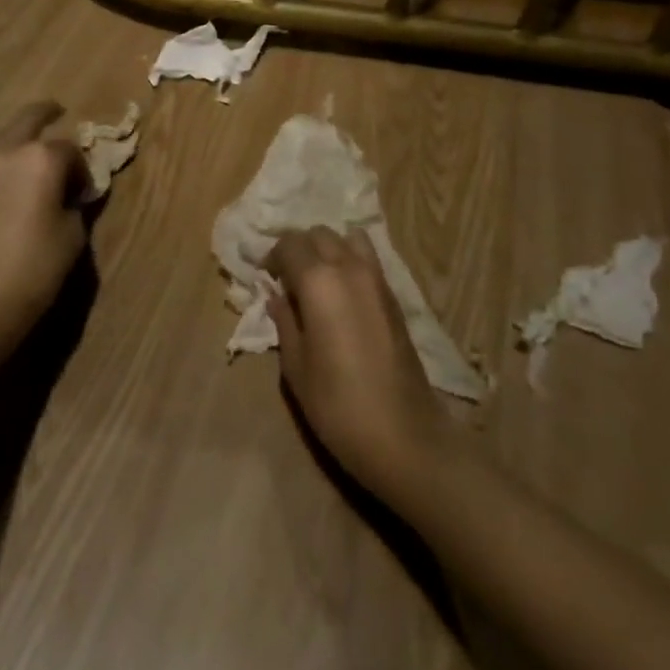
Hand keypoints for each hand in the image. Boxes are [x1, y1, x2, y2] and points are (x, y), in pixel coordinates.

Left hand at [0, 102, 87, 359]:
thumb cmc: (36, 264)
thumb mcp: (73, 233)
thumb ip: (76, 203)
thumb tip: (73, 195)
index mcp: (42, 157)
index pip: (71, 150)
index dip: (82, 170)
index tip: (85, 192)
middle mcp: (9, 150)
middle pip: (31, 118)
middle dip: (47, 113)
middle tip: (59, 112)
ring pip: (7, 138)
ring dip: (24, 140)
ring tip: (38, 158)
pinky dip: (8, 161)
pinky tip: (18, 183)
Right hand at [266, 227, 453, 501]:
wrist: (404, 435)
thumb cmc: (338, 405)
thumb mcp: (296, 367)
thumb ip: (284, 321)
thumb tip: (275, 296)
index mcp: (318, 281)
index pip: (289, 244)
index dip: (272, 257)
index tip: (265, 278)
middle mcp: (349, 267)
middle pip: (318, 234)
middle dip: (298, 249)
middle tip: (287, 279)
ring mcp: (376, 278)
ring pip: (346, 239)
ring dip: (327, 250)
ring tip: (317, 281)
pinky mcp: (394, 294)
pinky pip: (367, 258)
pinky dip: (349, 261)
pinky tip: (341, 293)